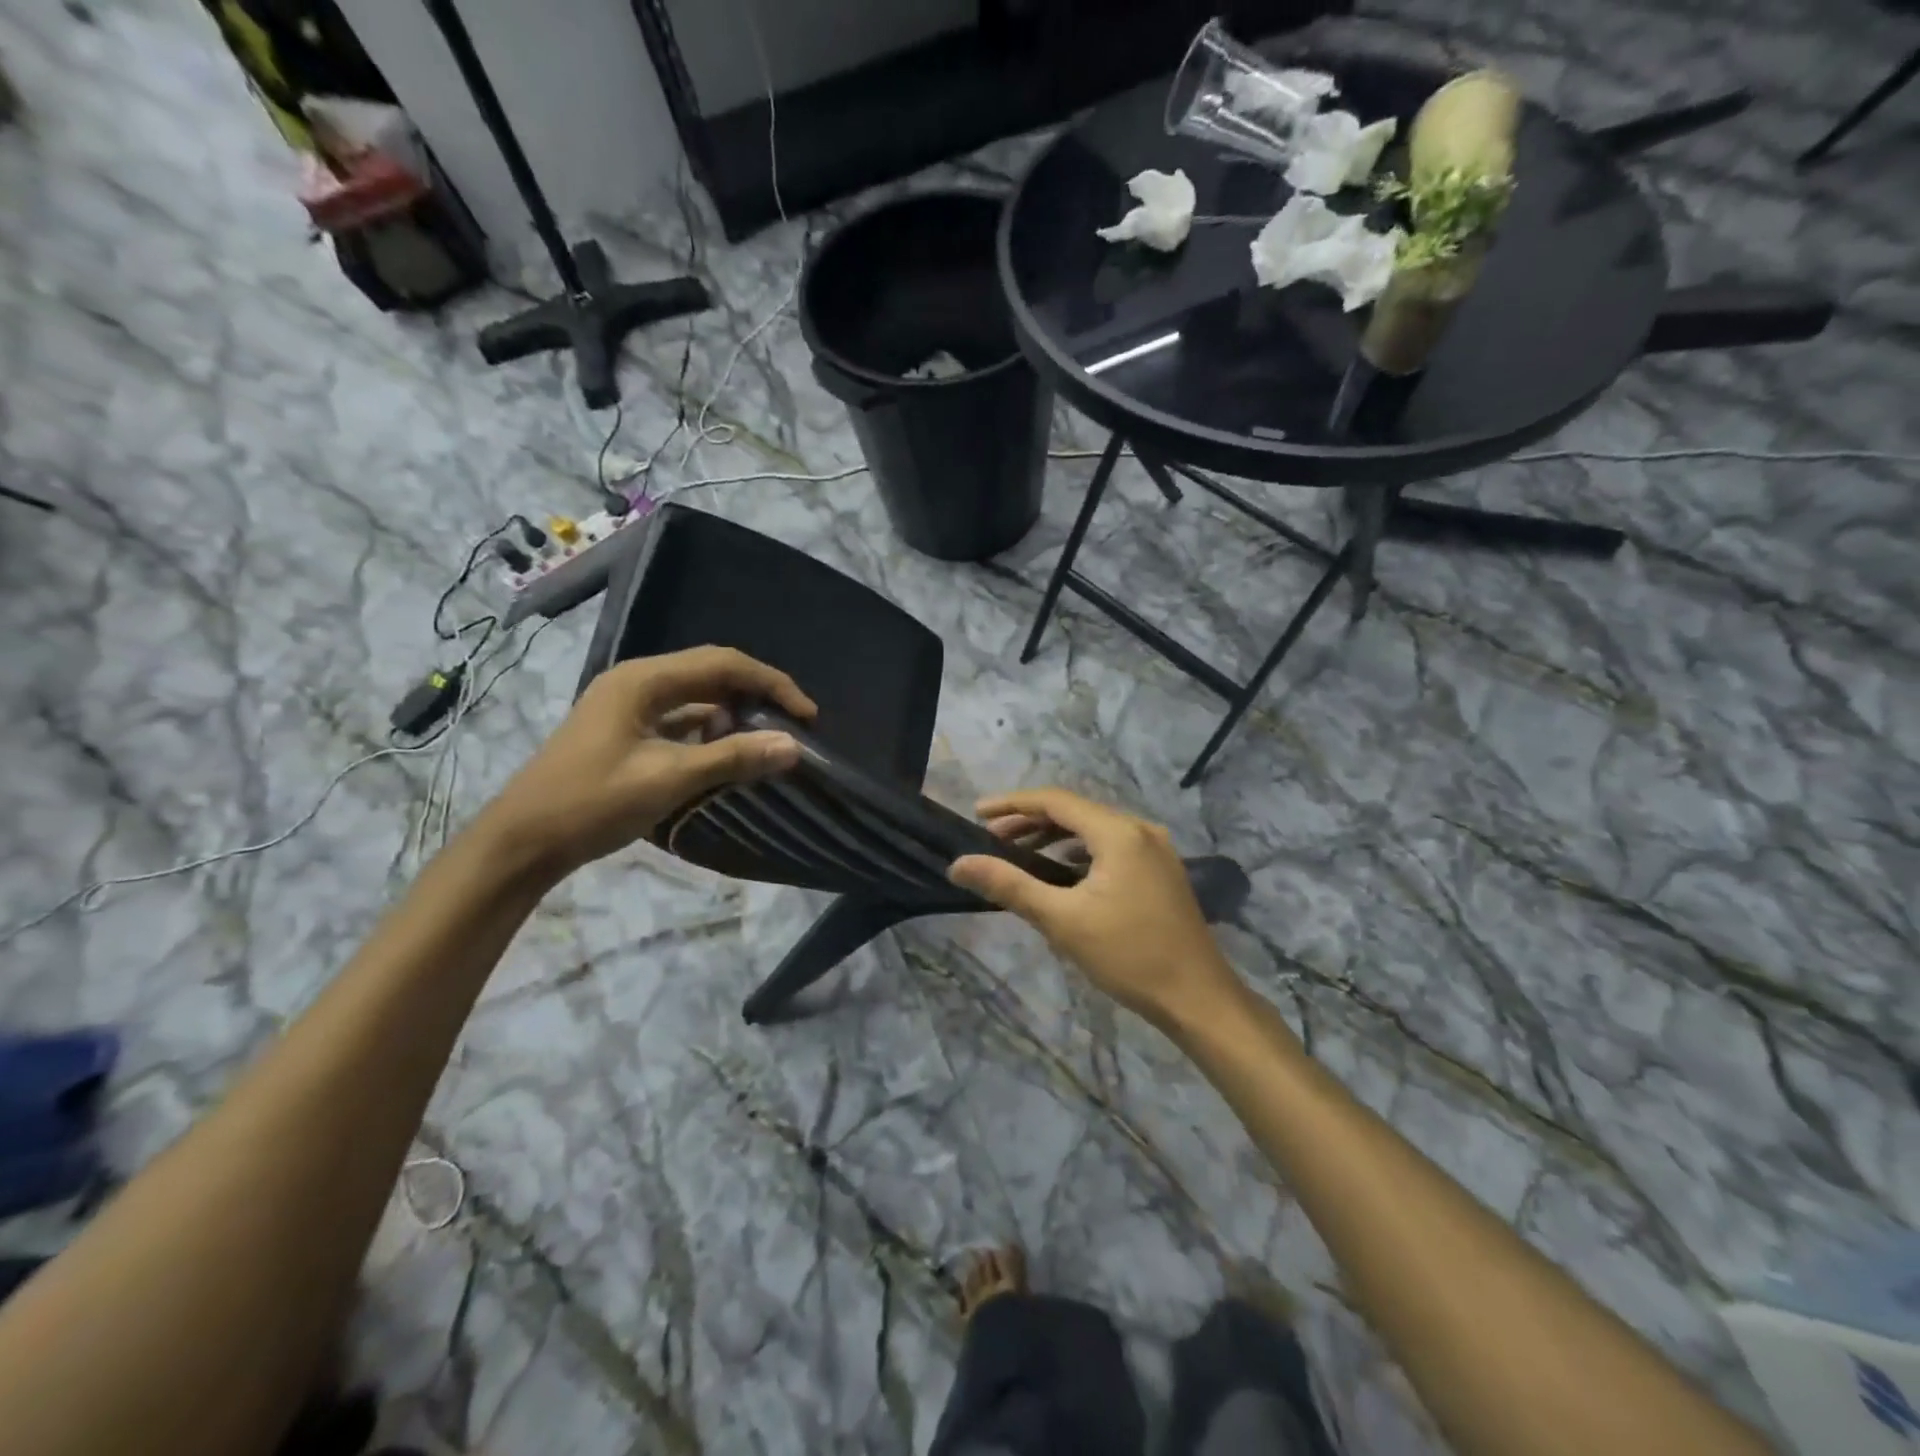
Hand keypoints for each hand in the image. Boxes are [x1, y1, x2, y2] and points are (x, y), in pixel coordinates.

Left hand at [475, 647, 816, 880]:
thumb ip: (732, 758)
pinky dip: (709, 732)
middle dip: (757, 694)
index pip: (723, 664)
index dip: (772, 683)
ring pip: (696, 697)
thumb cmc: (592, 803)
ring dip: (734, 714)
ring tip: (766, 740)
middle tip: (794, 724)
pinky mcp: (625, 731)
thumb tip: (794, 747)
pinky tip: (727, 753)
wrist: (522, 842)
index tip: (807, 715)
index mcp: (643, 680)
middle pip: (711, 673)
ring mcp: (628, 706)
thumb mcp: (667, 779)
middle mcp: (637, 682)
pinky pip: (680, 720)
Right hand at [948, 788, 1244, 1032]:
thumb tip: (960, 865)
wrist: (1198, 998)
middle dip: (1030, 821)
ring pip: (1094, 829)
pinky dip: (1079, 851)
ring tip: (1018, 853)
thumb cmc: (1128, 956)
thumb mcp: (1061, 920)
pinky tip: (1061, 870)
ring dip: (1054, 836)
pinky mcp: (1161, 870)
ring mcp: (1155, 849)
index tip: (976, 814)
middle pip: (1075, 811)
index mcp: (1118, 832)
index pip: (1055, 801)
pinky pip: (1111, 846)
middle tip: (991, 839)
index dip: (1012, 803)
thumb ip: (1009, 885)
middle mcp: (1140, 829)